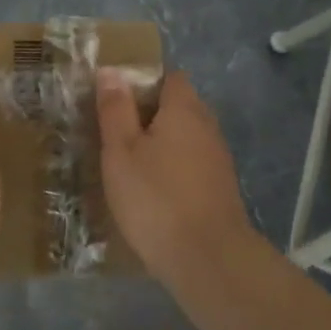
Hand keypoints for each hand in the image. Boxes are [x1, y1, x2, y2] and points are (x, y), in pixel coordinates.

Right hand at [97, 69, 257, 273]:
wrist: (207, 259)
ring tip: (127, 163)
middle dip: (149, 114)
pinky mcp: (219, 189)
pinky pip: (191, 164)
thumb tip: (111, 70)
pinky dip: (171, 168)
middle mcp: (207, 127)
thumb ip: (116, 109)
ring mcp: (217, 160)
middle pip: (179, 106)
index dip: (143, 81)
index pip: (169, 77)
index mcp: (184, 110)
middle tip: (113, 132)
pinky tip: (150, 190)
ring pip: (185, 138)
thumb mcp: (121, 151)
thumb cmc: (156, 198)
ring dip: (160, 144)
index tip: (114, 99)